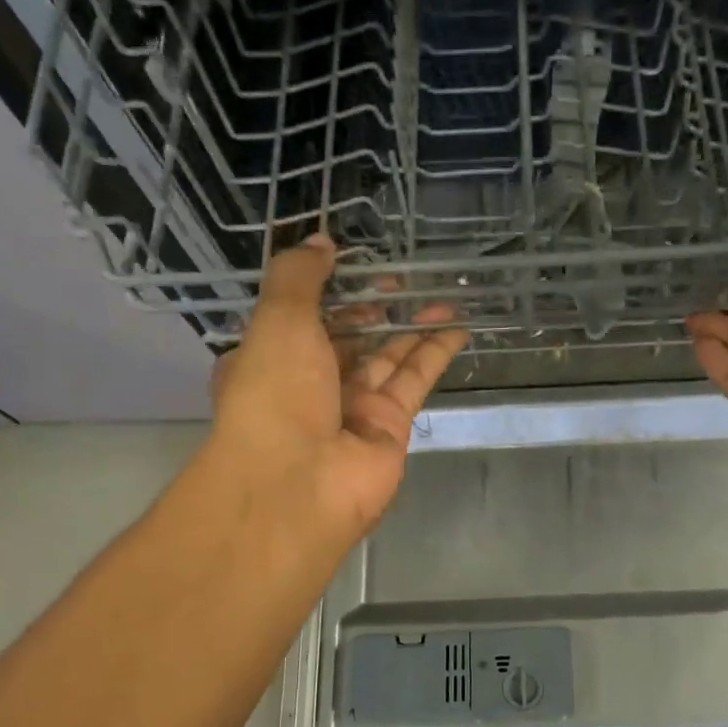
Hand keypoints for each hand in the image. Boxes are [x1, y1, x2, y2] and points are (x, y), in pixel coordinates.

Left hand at [194, 236, 468, 557]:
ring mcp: (352, 408)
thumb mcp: (277, 320)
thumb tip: (322, 242)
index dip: (331, 292)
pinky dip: (435, 353)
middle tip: (407, 279)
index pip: (302, 319)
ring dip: (414, 326)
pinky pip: (414, 381)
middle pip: (350, 338)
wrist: (298, 484)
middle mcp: (311, 385)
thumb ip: (299, 276)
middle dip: (377, 309)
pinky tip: (457, 326)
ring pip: (388, 357)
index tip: (359, 266)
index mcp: (270, 359)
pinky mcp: (390, 426)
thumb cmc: (275, 394)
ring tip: (444, 294)